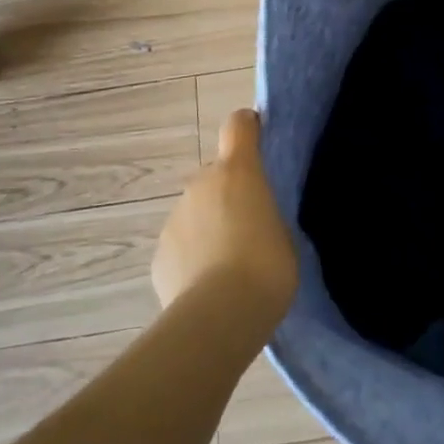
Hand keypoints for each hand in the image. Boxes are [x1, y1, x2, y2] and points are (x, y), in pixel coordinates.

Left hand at [151, 109, 298, 331]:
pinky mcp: (159, 254)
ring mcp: (174, 218)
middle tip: (252, 224)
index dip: (248, 129)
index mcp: (238, 171)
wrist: (218, 317)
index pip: (238, 125)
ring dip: (211, 224)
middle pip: (215, 173)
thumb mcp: (285, 234)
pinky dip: (194, 255)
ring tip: (231, 263)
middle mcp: (200, 184)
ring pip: (196, 211)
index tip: (260, 142)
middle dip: (230, 191)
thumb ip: (266, 214)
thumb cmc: (267, 267)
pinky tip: (210, 285)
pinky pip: (182, 244)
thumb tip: (253, 219)